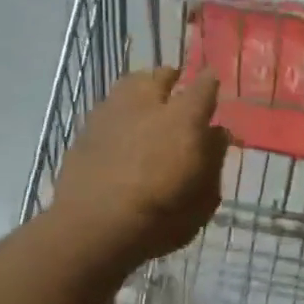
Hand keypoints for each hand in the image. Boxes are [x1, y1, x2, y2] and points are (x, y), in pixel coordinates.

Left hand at [52, 68, 229, 265]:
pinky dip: (119, 111)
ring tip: (146, 102)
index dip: (211, 82)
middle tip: (178, 90)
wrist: (92, 228)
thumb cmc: (160, 218)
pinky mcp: (86, 129)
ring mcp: (112, 112)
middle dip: (172, 79)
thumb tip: (216, 134)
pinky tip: (120, 127)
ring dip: (142, 88)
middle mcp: (148, 105)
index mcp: (184, 119)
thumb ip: (213, 160)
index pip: (205, 86)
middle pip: (161, 75)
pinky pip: (109, 107)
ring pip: (130, 84)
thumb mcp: (203, 199)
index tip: (214, 82)